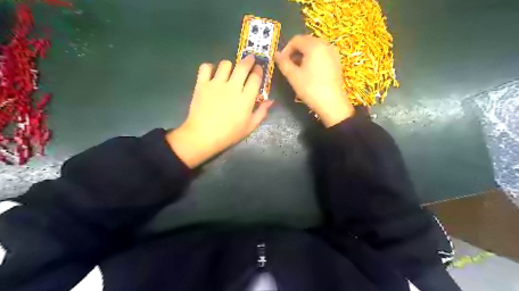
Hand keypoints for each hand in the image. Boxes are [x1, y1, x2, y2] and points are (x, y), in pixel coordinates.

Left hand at [166, 54, 273, 167]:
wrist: (203, 136)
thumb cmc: (229, 134)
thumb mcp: (249, 127)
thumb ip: (261, 112)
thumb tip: (271, 101)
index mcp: (245, 98)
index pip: (255, 78)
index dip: (259, 71)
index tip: (259, 69)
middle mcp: (232, 87)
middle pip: (243, 66)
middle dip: (249, 60)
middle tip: (250, 59)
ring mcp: (216, 84)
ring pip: (225, 64)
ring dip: (230, 65)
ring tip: (230, 70)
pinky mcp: (202, 84)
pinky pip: (205, 67)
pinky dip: (210, 67)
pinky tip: (212, 73)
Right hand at [276, 34, 351, 126]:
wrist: (332, 103)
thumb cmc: (310, 88)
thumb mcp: (293, 76)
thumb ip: (283, 63)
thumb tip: (276, 54)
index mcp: (314, 46)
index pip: (296, 40)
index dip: (286, 49)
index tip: (282, 62)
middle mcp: (325, 45)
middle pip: (306, 42)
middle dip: (295, 51)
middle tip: (289, 66)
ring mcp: (333, 53)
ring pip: (314, 48)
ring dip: (304, 55)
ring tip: (298, 70)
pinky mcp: (336, 61)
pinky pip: (322, 54)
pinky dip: (313, 59)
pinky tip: (310, 72)